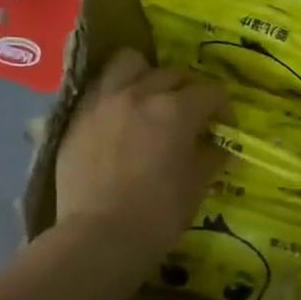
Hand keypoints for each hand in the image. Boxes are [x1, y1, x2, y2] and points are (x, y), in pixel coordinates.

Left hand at [53, 49, 225, 270]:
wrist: (99, 237)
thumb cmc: (159, 214)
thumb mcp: (197, 185)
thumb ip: (211, 156)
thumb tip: (218, 145)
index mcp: (176, 110)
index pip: (211, 92)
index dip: (223, 109)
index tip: (224, 128)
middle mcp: (140, 94)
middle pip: (172, 73)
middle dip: (189, 90)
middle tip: (191, 116)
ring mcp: (104, 102)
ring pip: (128, 63)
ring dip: (146, 75)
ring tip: (150, 99)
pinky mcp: (77, 117)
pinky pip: (100, 88)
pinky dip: (116, 94)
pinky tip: (120, 118)